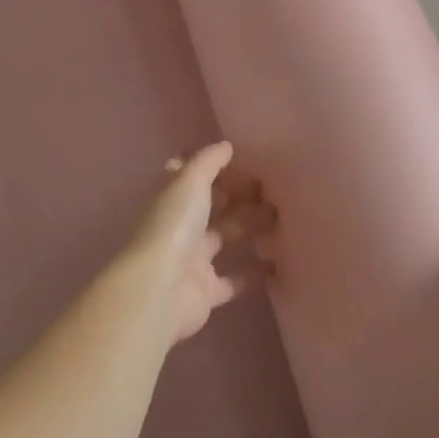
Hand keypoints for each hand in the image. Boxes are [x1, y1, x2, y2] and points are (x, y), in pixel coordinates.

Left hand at [123, 142, 276, 342]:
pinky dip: (254, 273)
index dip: (209, 166)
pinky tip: (278, 263)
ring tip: (279, 216)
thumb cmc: (173, 225)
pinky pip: (234, 279)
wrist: (159, 289)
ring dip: (250, 226)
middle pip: (211, 205)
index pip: (188, 175)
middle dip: (237, 195)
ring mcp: (192, 259)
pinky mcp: (206, 291)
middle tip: (270, 188)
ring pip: (225, 237)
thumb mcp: (190, 180)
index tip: (239, 159)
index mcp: (170, 197)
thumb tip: (226, 146)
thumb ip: (209, 160)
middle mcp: (179, 225)